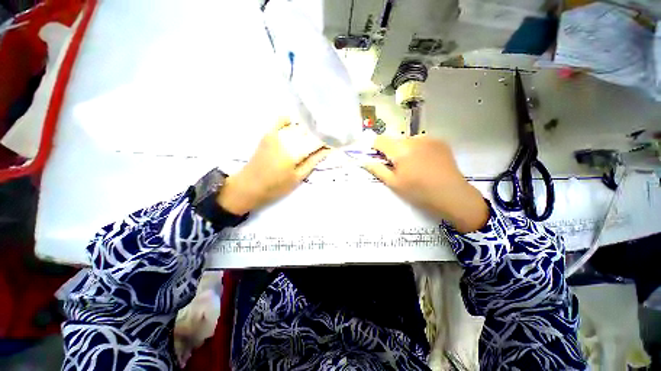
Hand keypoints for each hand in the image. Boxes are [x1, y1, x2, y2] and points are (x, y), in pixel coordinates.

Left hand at [217, 119, 330, 214]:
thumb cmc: (275, 187)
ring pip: (297, 126)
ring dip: (307, 128)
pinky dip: (289, 120)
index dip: (328, 140)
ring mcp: (276, 134)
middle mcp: (287, 138)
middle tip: (327, 137)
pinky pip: (281, 120)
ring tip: (314, 132)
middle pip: (308, 130)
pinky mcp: (268, 133)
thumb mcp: (297, 178)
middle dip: (319, 133)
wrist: (249, 185)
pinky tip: (295, 125)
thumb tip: (328, 149)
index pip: (317, 140)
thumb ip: (313, 161)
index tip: (335, 142)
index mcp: (296, 151)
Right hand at [362, 135, 488, 232]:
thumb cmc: (420, 192)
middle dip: (396, 151)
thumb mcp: (395, 184)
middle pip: (397, 141)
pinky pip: (426, 143)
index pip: (379, 140)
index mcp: (399, 149)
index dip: (376, 148)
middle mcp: (412, 139)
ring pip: (412, 142)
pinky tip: (431, 164)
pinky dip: (424, 150)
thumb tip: (363, 160)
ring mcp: (428, 139)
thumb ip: (378, 170)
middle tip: (403, 169)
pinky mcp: (441, 142)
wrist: (452, 194)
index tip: (379, 159)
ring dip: (411, 150)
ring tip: (419, 168)